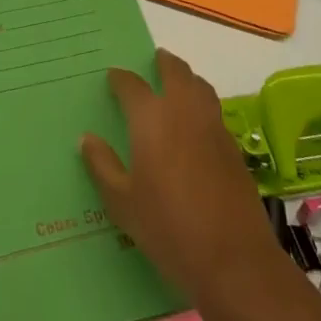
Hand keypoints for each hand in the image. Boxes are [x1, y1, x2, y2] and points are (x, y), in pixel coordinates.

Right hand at [80, 49, 277, 306]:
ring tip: (177, 83)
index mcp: (151, 118)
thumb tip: (86, 138)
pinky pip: (214, 111)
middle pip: (175, 72)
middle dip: (164, 63)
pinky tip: (196, 123)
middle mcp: (183, 111)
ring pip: (200, 86)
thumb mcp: (123, 203)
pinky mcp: (233, 147)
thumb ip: (102, 166)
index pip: (132, 85)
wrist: (234, 260)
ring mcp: (213, 127)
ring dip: (187, 78)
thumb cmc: (168, 229)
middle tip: (155, 60)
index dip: (120, 79)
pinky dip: (203, 104)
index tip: (112, 77)